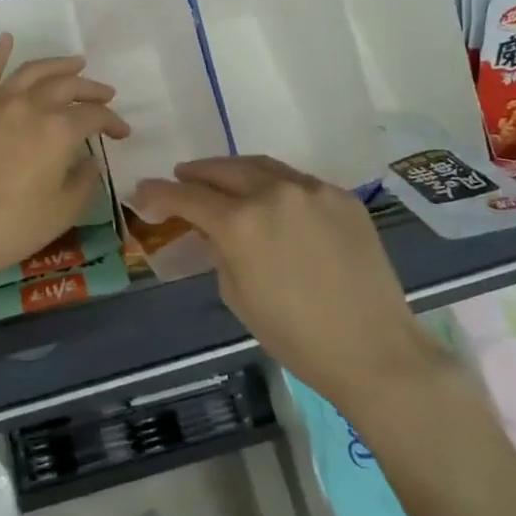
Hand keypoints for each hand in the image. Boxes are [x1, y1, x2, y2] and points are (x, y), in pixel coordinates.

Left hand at [0, 35, 128, 293]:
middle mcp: (30, 107)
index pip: (94, 116)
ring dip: (57, 64)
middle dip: (91, 89)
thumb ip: (84, 181)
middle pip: (67, 87)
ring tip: (74, 63)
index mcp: (59, 131)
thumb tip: (91, 160)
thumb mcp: (62, 212)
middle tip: (105, 94)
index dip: (113, 122)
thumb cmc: (10, 228)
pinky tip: (7, 39)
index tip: (121, 133)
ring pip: (31, 72)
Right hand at [129, 156, 451, 413]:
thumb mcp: (237, 294)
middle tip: (180, 179)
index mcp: (240, 223)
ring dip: (233, 171)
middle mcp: (274, 193)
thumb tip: (210, 228)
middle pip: (222, 170)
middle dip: (195, 174)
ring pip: (261, 166)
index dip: (158, 193)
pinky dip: (273, 185)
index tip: (141, 193)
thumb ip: (218, 250)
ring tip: (219, 180)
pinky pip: (297, 181)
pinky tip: (270, 199)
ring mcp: (312, 189)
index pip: (187, 196)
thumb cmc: (295, 335)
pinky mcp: (342, 195)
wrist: (373, 349)